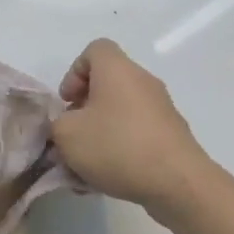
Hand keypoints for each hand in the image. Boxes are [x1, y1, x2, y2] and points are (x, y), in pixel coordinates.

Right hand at [51, 39, 207, 213]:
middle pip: (107, 84)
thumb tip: (68, 126)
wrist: (177, 183)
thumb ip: (57, 124)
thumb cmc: (116, 146)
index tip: (67, 102)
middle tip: (73, 134)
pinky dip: (119, 149)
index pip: (95, 50)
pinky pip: (136, 134)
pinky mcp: (171, 136)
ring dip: (99, 133)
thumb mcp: (66, 134)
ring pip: (120, 113)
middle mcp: (142, 82)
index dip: (74, 72)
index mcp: (117, 71)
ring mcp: (161, 109)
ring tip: (85, 165)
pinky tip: (107, 178)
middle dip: (84, 109)